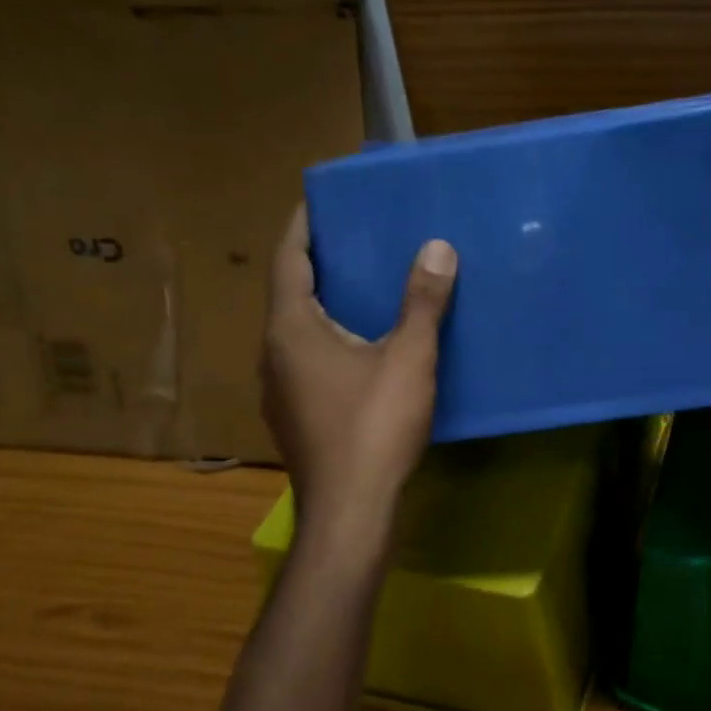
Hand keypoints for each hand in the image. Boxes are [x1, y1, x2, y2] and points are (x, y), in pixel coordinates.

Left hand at [261, 206, 456, 536]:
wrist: (350, 510)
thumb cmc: (374, 426)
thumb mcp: (408, 359)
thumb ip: (422, 303)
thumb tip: (437, 247)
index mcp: (291, 330)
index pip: (288, 260)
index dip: (302, 227)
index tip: (318, 201)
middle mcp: (273, 354)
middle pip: (290, 295)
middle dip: (318, 265)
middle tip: (355, 242)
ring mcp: (279, 391)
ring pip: (297, 334)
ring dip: (324, 308)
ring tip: (363, 292)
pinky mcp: (295, 418)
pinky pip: (307, 363)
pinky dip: (329, 343)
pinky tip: (363, 352)